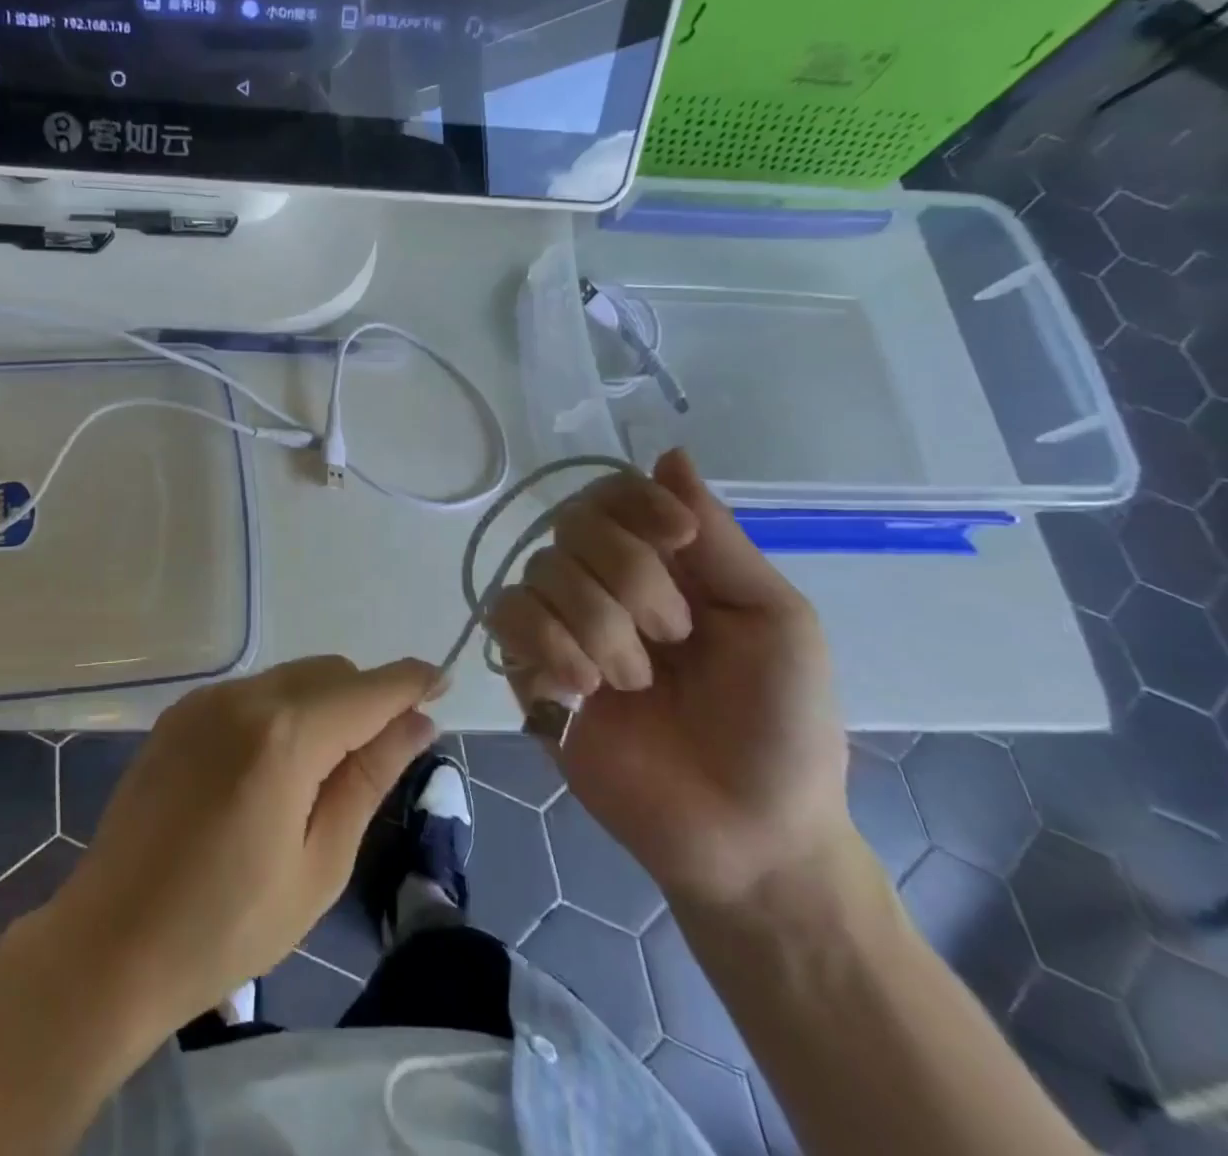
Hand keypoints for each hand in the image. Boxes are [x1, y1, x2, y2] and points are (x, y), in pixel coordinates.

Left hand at [26, 656, 436, 1036]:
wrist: (110, 943)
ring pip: (289, 677)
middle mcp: (242, 697)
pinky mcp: (179, 714)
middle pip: (328, 671)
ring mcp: (204, 701)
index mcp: (284, 735)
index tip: (441, 682)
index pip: (366, 689)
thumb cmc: (227, 924)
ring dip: (323, 704)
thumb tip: (417, 722)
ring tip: (320, 774)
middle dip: (366, 698)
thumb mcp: (319, 863)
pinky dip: (281, 711)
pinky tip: (270, 769)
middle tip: (380, 755)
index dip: (409, 681)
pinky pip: (251, 692)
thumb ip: (368, 777)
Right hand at [487, 449, 851, 909]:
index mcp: (664, 565)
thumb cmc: (780, 727)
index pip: (616, 494)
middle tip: (673, 636)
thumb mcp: (776, 622)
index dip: (635, 503)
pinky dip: (547, 647)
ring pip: (539, 573)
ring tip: (633, 684)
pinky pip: (507, 620)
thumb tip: (670, 454)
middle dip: (627, 577)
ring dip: (595, 626)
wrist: (746, 835)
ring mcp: (562, 627)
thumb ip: (718, 541)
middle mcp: (604, 584)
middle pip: (572, 524)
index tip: (678, 540)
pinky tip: (581, 690)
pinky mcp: (528, 671)